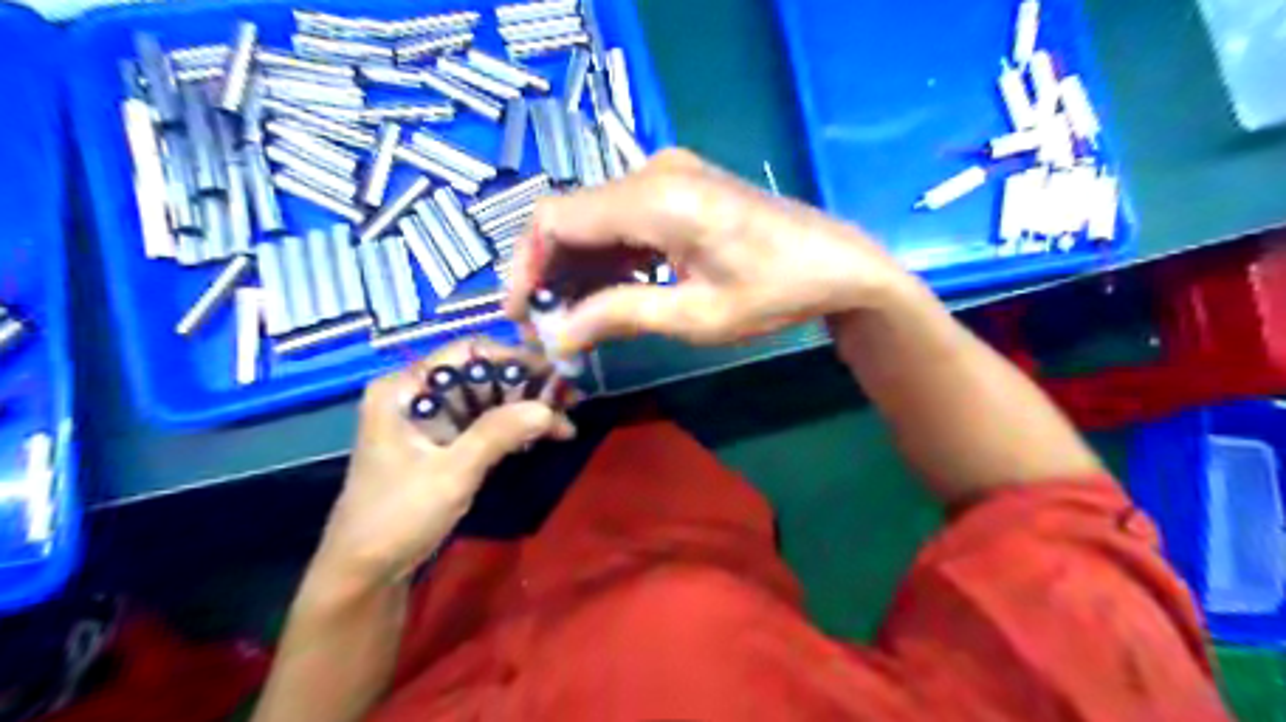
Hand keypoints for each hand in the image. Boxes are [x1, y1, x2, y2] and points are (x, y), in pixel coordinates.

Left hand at [313, 335, 568, 582]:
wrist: (365, 573)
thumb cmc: (398, 517)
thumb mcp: (451, 473)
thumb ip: (497, 434)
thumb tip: (548, 408)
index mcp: (403, 388)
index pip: (468, 352)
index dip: (514, 359)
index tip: (554, 376)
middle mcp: (414, 393)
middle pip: (480, 374)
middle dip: (525, 387)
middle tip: (568, 402)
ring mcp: (426, 418)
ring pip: (485, 399)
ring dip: (523, 409)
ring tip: (563, 424)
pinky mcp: (438, 442)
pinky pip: (480, 422)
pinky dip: (509, 428)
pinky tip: (540, 436)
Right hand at [502, 146, 913, 353]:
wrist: (836, 265)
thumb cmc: (775, 294)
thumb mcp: (696, 315)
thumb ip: (619, 316)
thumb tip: (557, 335)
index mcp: (656, 198)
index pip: (556, 219)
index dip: (526, 266)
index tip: (521, 314)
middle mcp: (653, 173)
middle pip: (571, 218)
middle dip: (550, 273)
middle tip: (548, 327)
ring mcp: (667, 176)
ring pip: (594, 220)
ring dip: (577, 269)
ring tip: (572, 321)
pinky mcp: (678, 189)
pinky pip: (622, 221)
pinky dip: (606, 258)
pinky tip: (605, 296)